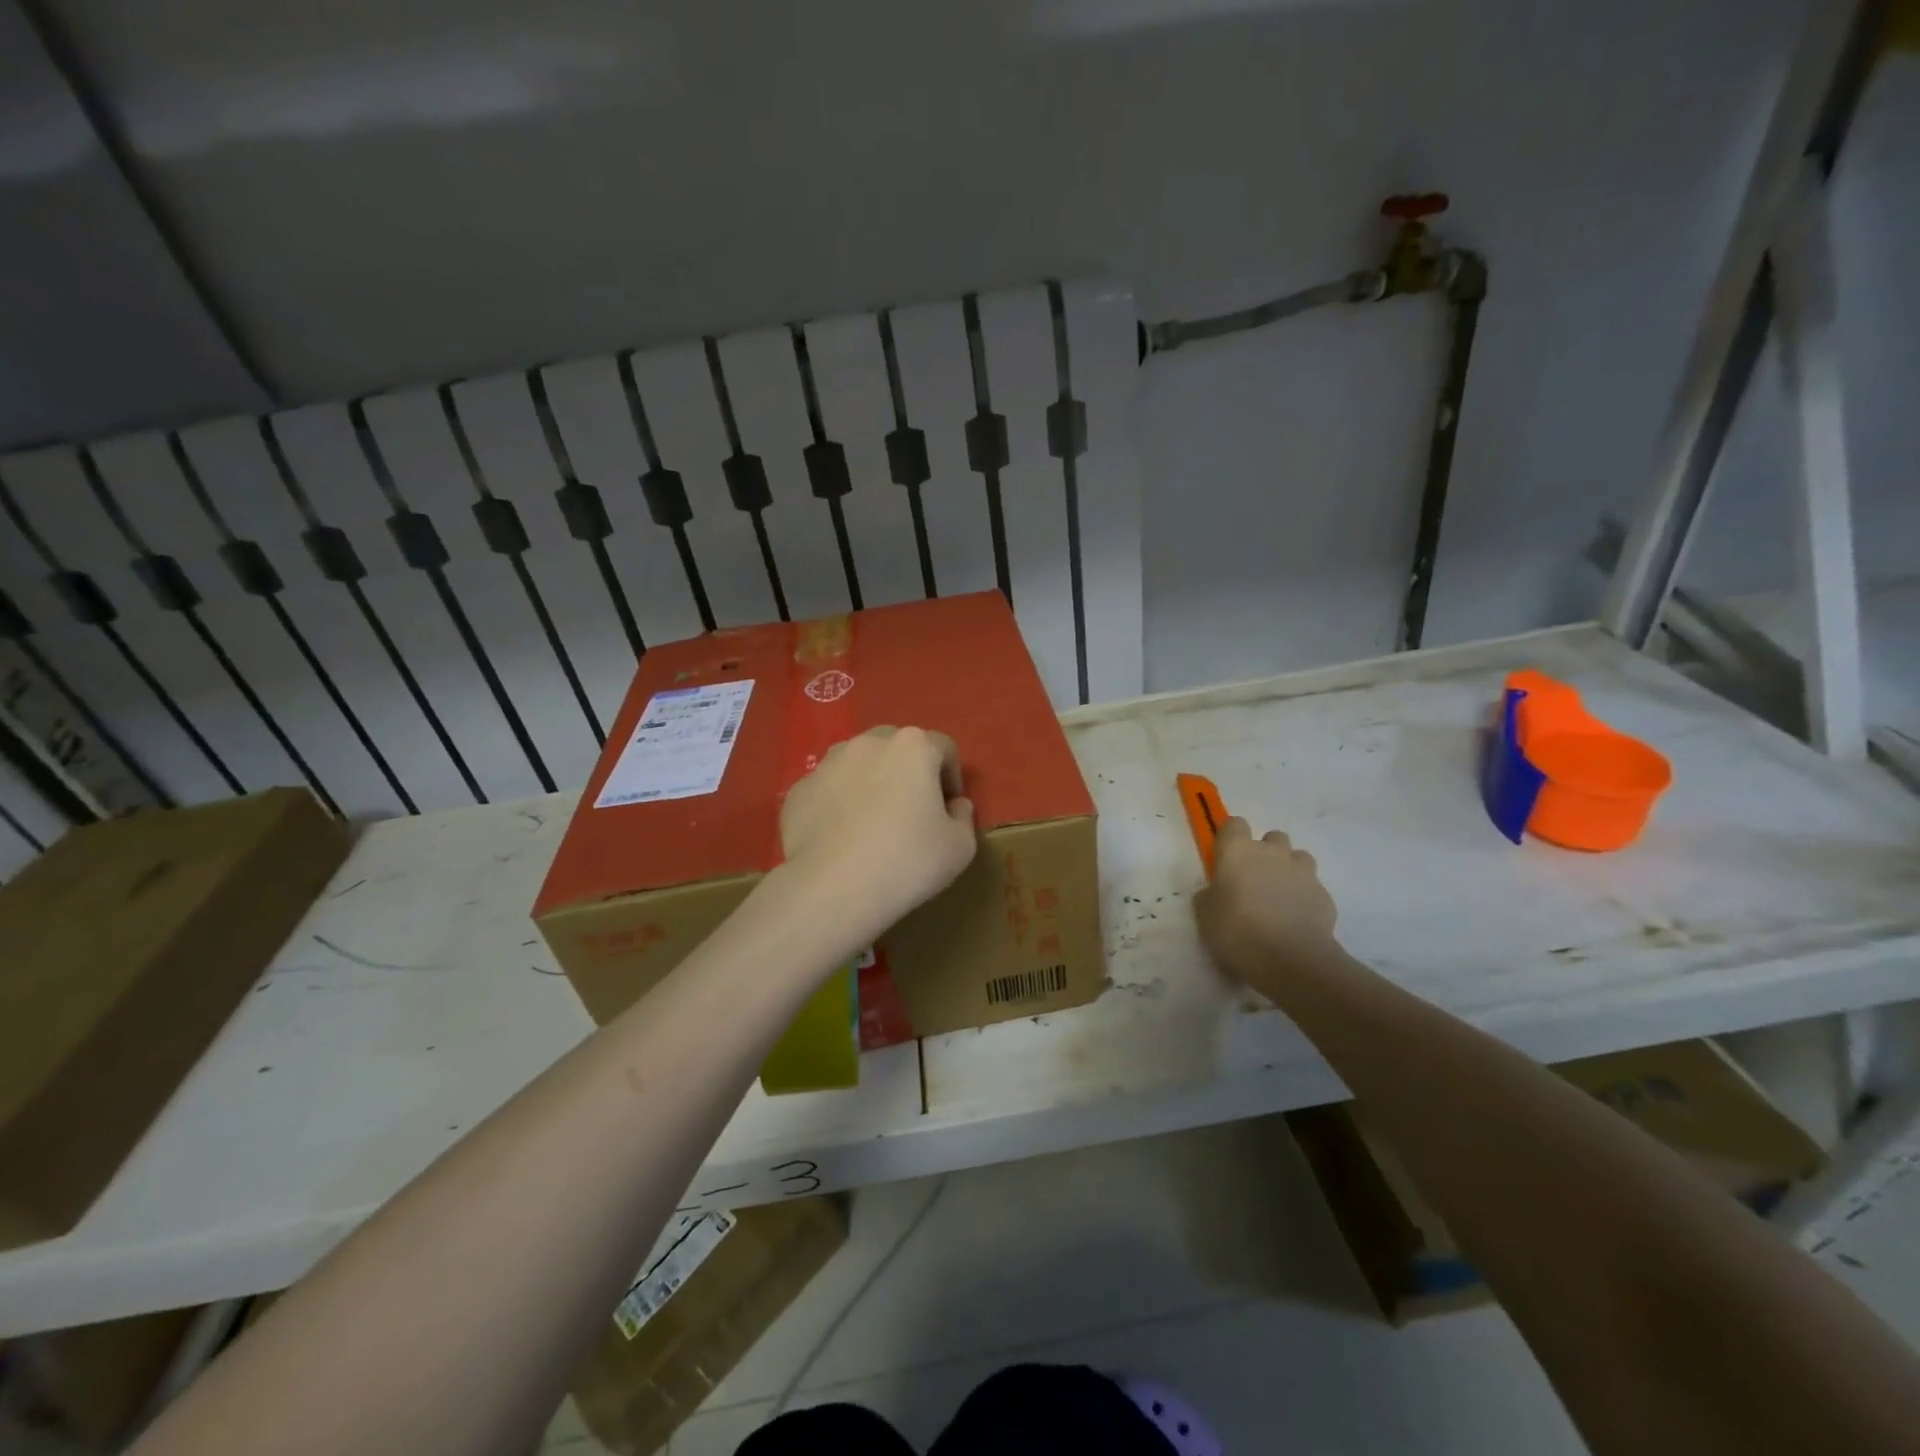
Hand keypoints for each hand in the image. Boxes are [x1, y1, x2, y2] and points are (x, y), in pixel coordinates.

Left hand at [778, 726, 977, 942]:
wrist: (831, 889)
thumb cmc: (906, 862)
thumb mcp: (959, 847)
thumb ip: (963, 817)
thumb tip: (954, 806)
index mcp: (913, 747)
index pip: (944, 748)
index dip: (952, 777)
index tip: (950, 808)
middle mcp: (868, 743)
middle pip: (898, 748)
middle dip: (909, 772)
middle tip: (913, 811)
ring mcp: (827, 764)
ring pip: (858, 764)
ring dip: (871, 782)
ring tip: (873, 822)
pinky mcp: (799, 790)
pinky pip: (829, 790)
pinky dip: (838, 804)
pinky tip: (841, 838)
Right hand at [1193, 818, 1341, 997]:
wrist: (1291, 960)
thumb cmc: (1237, 931)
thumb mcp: (1206, 916)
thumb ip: (1210, 896)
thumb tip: (1216, 892)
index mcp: (1238, 851)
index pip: (1234, 824)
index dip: (1230, 839)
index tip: (1225, 859)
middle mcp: (1272, 853)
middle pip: (1271, 837)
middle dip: (1265, 853)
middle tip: (1254, 880)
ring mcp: (1302, 872)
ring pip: (1298, 857)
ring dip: (1289, 870)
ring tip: (1279, 897)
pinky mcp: (1324, 895)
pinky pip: (1312, 886)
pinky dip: (1304, 896)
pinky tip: (1296, 919)